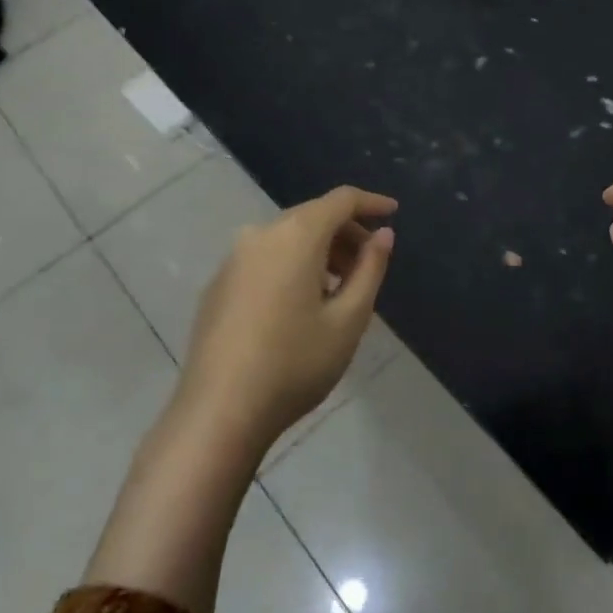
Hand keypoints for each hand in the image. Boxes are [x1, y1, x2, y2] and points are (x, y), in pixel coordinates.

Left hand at [176, 185, 397, 451]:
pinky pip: (266, 258)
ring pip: (288, 238)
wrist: (219, 412)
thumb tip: (383, 234)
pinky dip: (293, 265)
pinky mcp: (218, 285)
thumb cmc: (295, 363)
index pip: (340, 200)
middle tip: (371, 263)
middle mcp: (260, 235)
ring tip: (341, 288)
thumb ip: (370, 268)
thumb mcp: (349, 319)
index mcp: (295, 236)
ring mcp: (233, 260)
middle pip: (312, 216)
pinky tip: (303, 304)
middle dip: (346, 232)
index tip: (393, 213)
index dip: (371, 202)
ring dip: (320, 251)